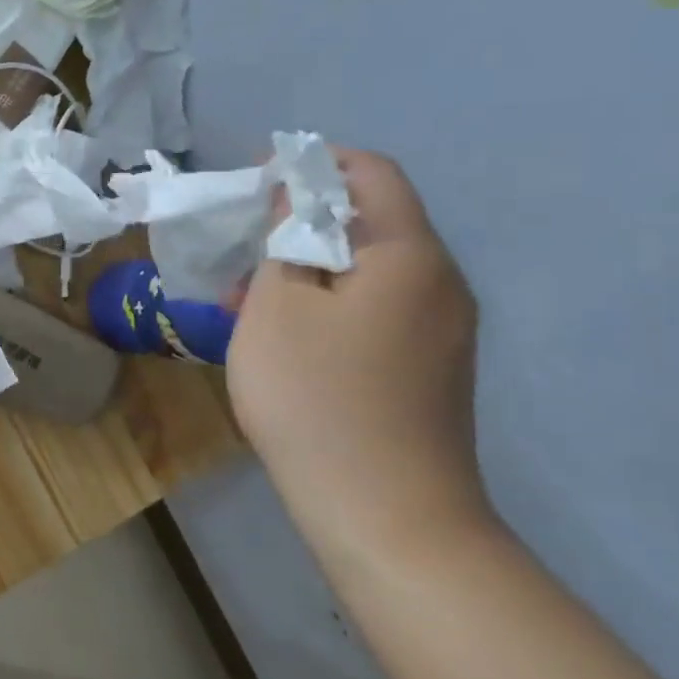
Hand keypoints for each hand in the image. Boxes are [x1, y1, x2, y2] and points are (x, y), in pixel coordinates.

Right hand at [227, 149, 489, 570]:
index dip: (311, 162)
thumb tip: (294, 205)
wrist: (386, 516)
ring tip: (244, 299)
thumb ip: (284, 241)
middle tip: (239, 247)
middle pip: (369, 221)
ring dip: (304, 268)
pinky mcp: (427, 368)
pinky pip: (373, 310)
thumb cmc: (317, 396)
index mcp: (409, 256)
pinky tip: (279, 338)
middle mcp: (439, 284)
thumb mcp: (276, 307)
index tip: (254, 178)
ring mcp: (439, 331)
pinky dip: (324, 304)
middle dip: (297, 221)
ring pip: (365, 270)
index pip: (371, 173)